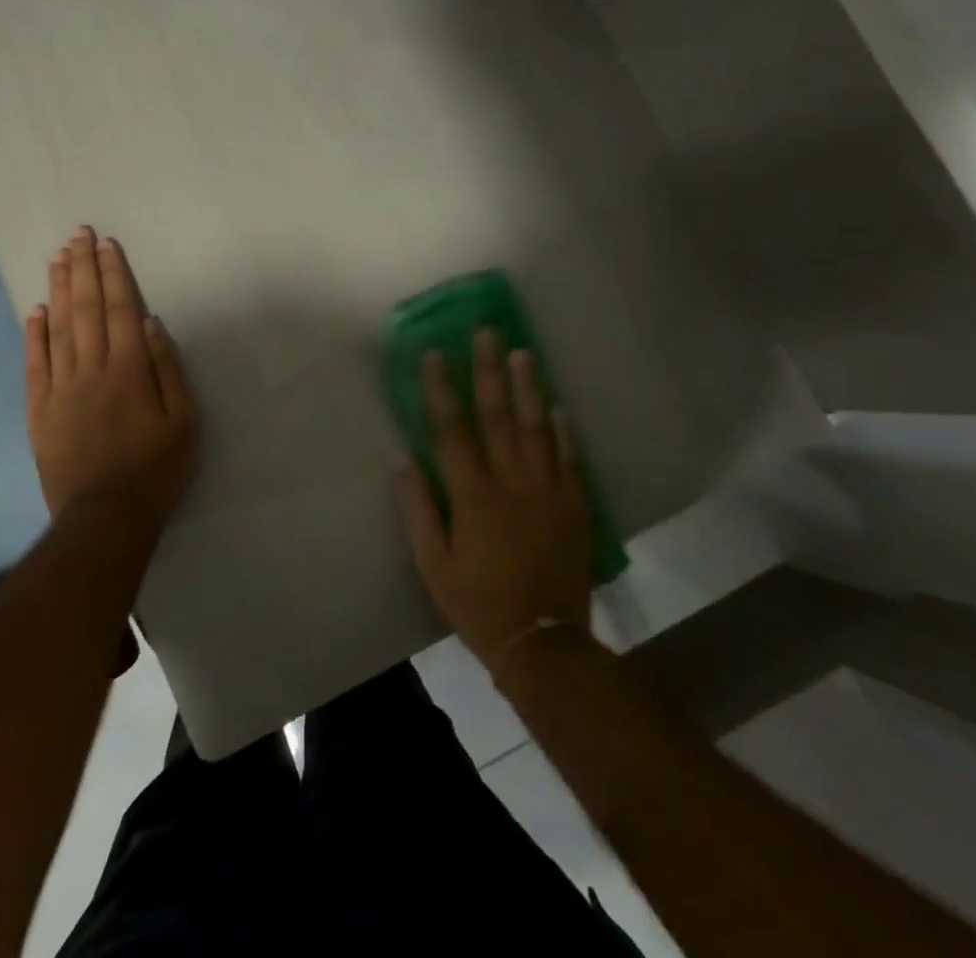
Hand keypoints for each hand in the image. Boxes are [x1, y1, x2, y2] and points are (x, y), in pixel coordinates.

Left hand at [25, 226, 198, 532]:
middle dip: (84, 269)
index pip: (120, 310)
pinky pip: (35, 364)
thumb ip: (167, 368)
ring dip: (59, 289)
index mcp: (129, 370)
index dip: (114, 275)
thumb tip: (150, 322)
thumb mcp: (184, 421)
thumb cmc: (156, 469)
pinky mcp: (40, 411)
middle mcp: (91, 370)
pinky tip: (35, 310)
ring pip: (58, 328)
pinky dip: (34, 334)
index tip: (107, 244)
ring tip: (58, 257)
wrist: (105, 518)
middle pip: (86, 309)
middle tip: (78, 234)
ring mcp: (61, 389)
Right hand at [397, 331, 591, 679]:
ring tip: (523, 353)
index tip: (434, 354)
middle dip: (490, 371)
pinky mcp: (574, 508)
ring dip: (529, 388)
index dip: (442, 390)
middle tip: (488, 332)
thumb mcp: (433, 564)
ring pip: (537, 429)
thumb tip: (400, 458)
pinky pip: (570, 461)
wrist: (543, 644)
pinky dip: (564, 432)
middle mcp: (511, 483)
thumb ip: (417, 509)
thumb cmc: (477, 604)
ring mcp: (548, 492)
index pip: (452, 430)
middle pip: (498, 416)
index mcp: (473, 495)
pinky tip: (559, 407)